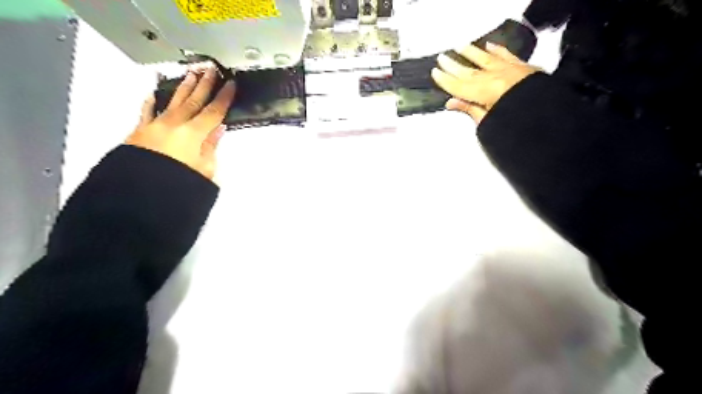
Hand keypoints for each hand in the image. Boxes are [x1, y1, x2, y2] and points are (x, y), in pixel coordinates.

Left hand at [126, 66, 235, 179]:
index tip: (230, 84)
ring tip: (191, 74)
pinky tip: (154, 94)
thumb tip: (217, 130)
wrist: (141, 194)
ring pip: (173, 101)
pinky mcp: (140, 132)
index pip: (213, 111)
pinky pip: (147, 112)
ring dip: (183, 87)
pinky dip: (151, 102)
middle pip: (193, 100)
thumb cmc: (177, 184)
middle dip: (204, 84)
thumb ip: (211, 147)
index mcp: (193, 134)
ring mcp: (155, 125)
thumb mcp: (205, 169)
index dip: (224, 97)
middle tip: (211, 70)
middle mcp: (174, 124)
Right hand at [427, 42, 541, 123]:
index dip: (445, 80)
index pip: (459, 85)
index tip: (435, 73)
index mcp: (485, 92)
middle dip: (453, 65)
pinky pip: (507, 55)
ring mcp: (509, 71)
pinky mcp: (522, 68)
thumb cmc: (518, 124)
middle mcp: (495, 77)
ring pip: (486, 59)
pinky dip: (497, 50)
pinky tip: (490, 47)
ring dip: (471, 53)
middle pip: (469, 71)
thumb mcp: (488, 122)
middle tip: (442, 58)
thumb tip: (451, 102)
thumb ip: (470, 109)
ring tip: (461, 47)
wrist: (550, 119)